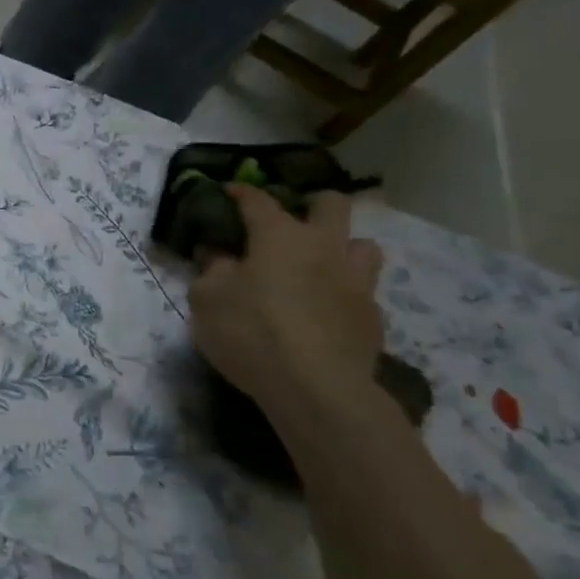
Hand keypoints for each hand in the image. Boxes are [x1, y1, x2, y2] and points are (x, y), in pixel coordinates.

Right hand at [189, 186, 384, 406]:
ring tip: (320, 266)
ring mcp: (356, 281)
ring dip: (341, 248)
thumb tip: (217, 254)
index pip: (258, 200)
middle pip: (331, 204)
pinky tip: (326, 312)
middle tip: (291, 223)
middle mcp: (324, 247)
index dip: (241, 192)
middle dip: (311, 204)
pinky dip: (343, 294)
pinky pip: (362, 292)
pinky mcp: (373, 317)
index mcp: (279, 236)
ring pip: (363, 245)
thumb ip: (211, 270)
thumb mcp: (206, 299)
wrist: (315, 388)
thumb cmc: (251, 332)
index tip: (229, 190)